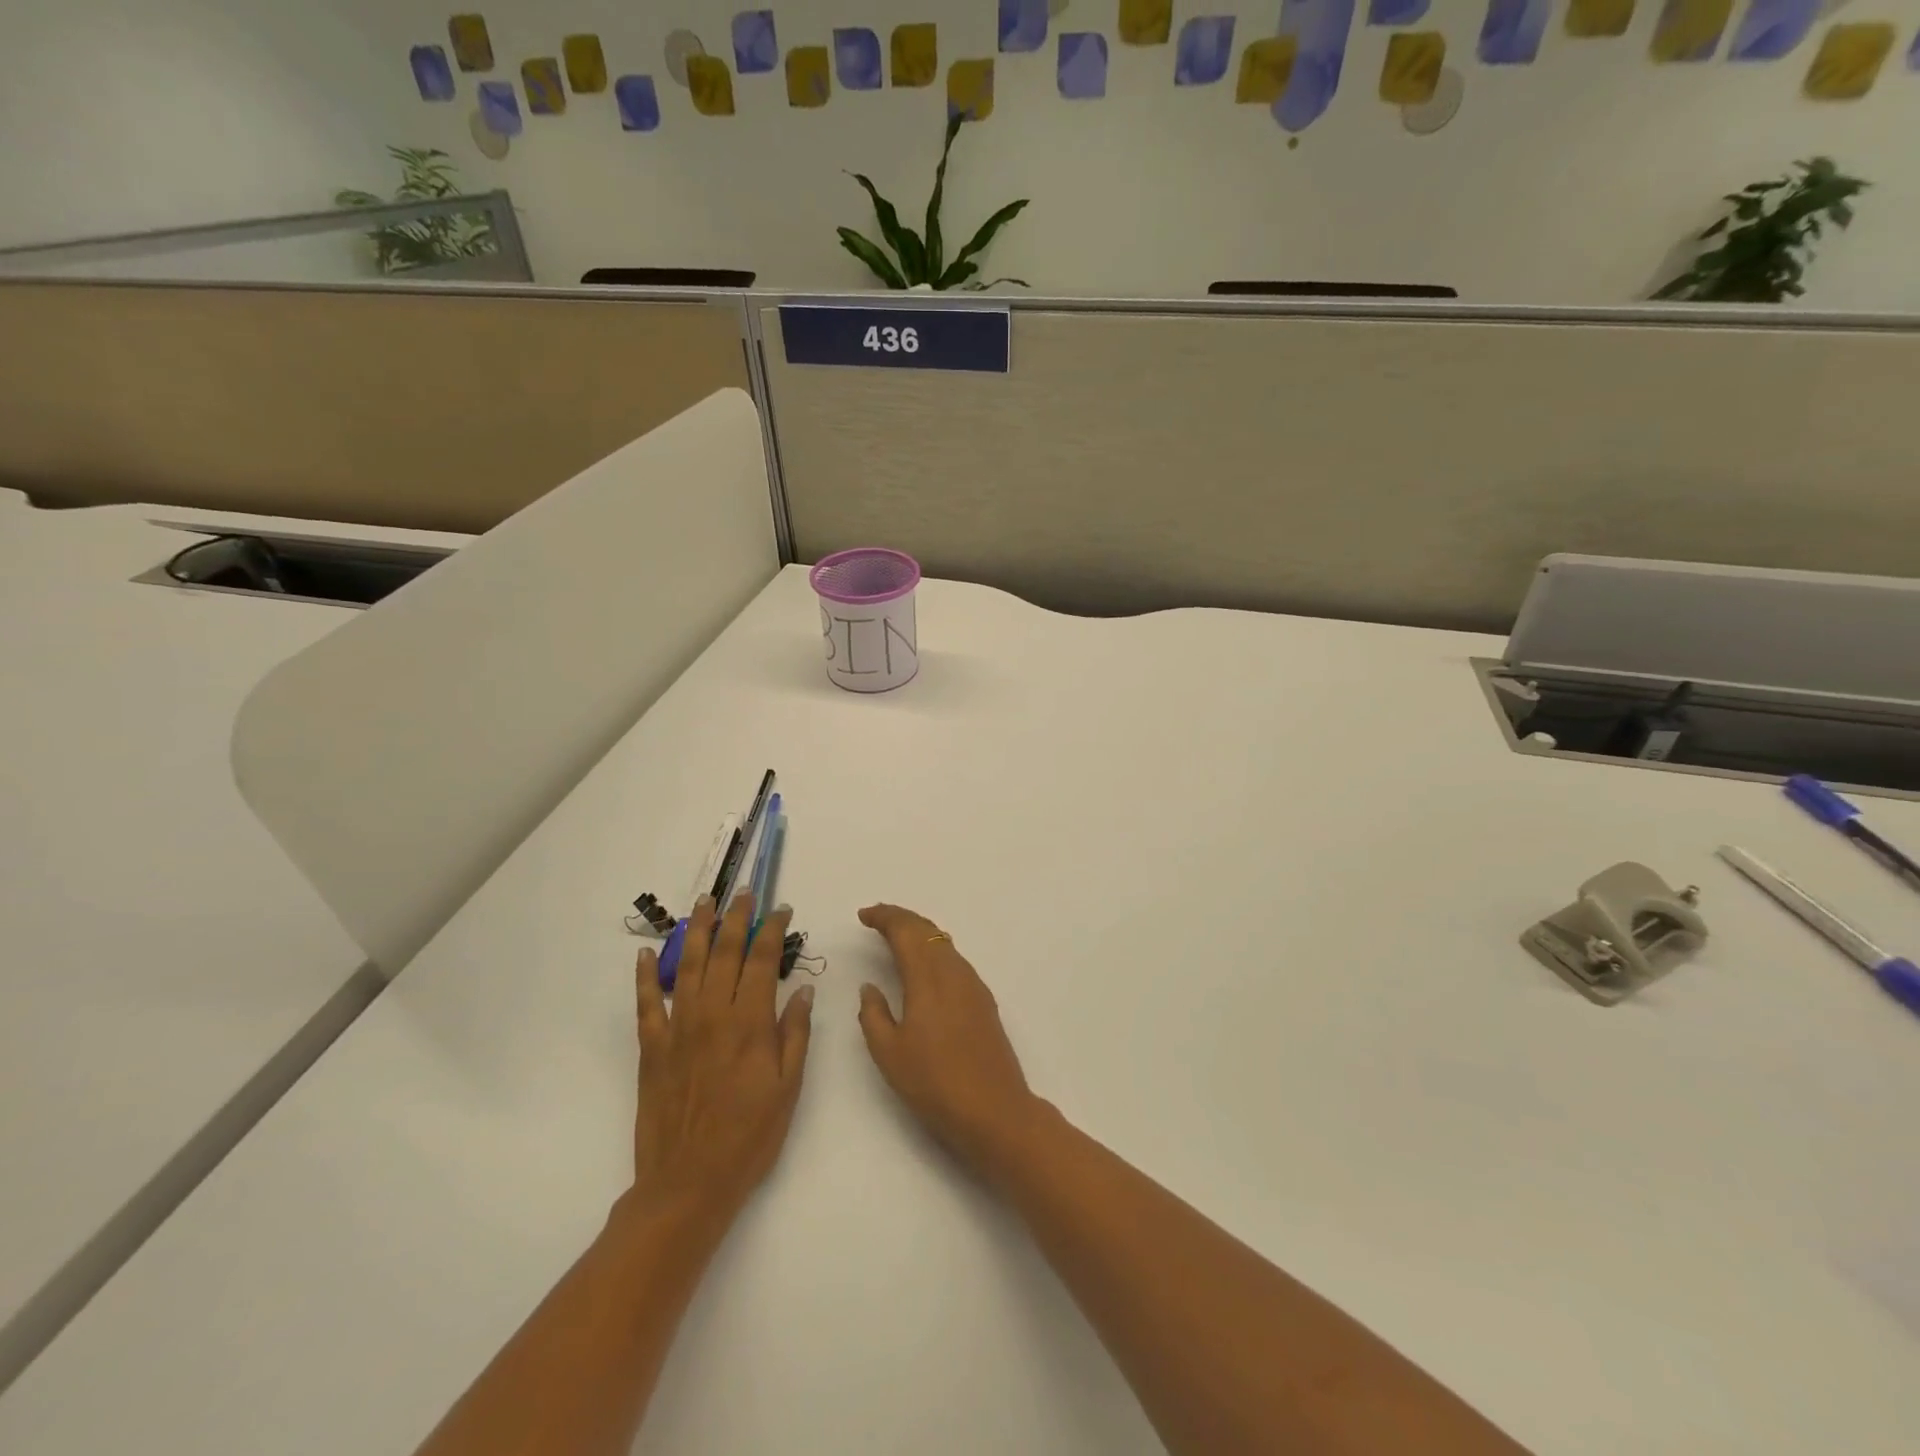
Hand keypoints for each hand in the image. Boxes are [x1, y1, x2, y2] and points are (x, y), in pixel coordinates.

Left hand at [631, 894, 813, 1218]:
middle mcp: (713, 1014)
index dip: (773, 929)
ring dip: (696, 930)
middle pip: (725, 952)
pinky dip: (644, 977)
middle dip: (737, 918)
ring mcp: (678, 1029)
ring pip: (687, 966)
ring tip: (703, 902)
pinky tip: (644, 954)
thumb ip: (795, 1034)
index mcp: (750, 1023)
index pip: (763, 960)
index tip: (781, 909)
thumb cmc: (750, 1137)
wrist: (688, 1184)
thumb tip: (803, 989)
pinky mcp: (651, 1049)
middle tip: (744, 893)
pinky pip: (646, 1004)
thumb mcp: (789, 1088)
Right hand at [856, 904, 1039, 1178]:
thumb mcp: (889, 1053)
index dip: (884, 917)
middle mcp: (953, 971)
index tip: (864, 915)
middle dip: (901, 919)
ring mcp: (973, 984)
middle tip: (877, 919)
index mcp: (927, 977)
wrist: (995, 1110)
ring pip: (943, 943)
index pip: (905, 931)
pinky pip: (954, 960)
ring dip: (919, 934)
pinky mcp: (984, 1000)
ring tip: (897, 939)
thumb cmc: (934, 1082)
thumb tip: (870, 986)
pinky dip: (934, 951)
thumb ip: (873, 1014)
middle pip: (927, 930)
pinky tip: (926, 968)